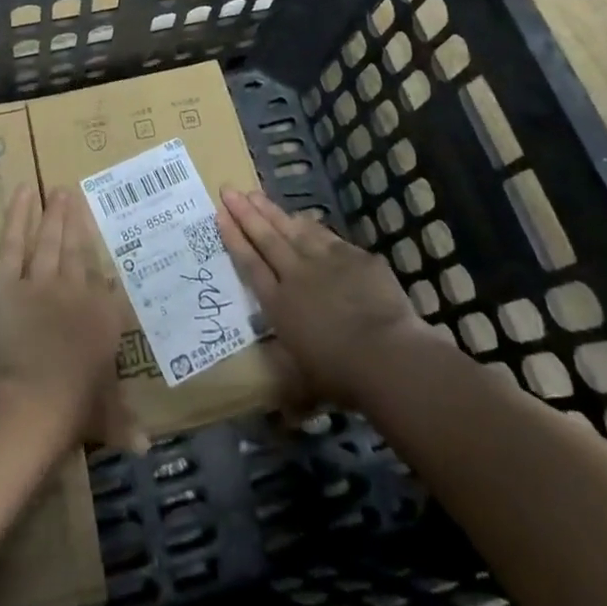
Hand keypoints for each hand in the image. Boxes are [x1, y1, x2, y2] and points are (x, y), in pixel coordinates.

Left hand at [0, 186, 142, 451]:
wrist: (30, 401)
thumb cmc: (71, 410)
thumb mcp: (103, 417)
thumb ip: (122, 422)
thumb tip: (146, 447)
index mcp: (103, 319)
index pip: (107, 287)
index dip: (103, 268)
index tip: (105, 249)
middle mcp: (76, 291)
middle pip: (78, 251)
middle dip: (77, 223)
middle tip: (75, 195)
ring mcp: (41, 281)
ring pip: (49, 241)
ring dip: (54, 214)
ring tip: (58, 190)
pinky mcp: (7, 281)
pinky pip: (14, 243)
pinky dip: (18, 216)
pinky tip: (23, 192)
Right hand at [218, 188, 425, 412]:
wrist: (386, 354)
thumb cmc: (341, 375)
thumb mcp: (308, 384)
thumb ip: (293, 388)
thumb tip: (285, 416)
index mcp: (278, 304)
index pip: (250, 264)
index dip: (234, 238)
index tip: (220, 214)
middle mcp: (295, 275)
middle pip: (266, 238)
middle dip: (246, 213)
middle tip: (229, 189)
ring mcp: (325, 261)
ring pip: (292, 229)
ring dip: (272, 211)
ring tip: (256, 194)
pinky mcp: (354, 256)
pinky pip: (326, 236)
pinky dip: (310, 225)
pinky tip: (303, 217)